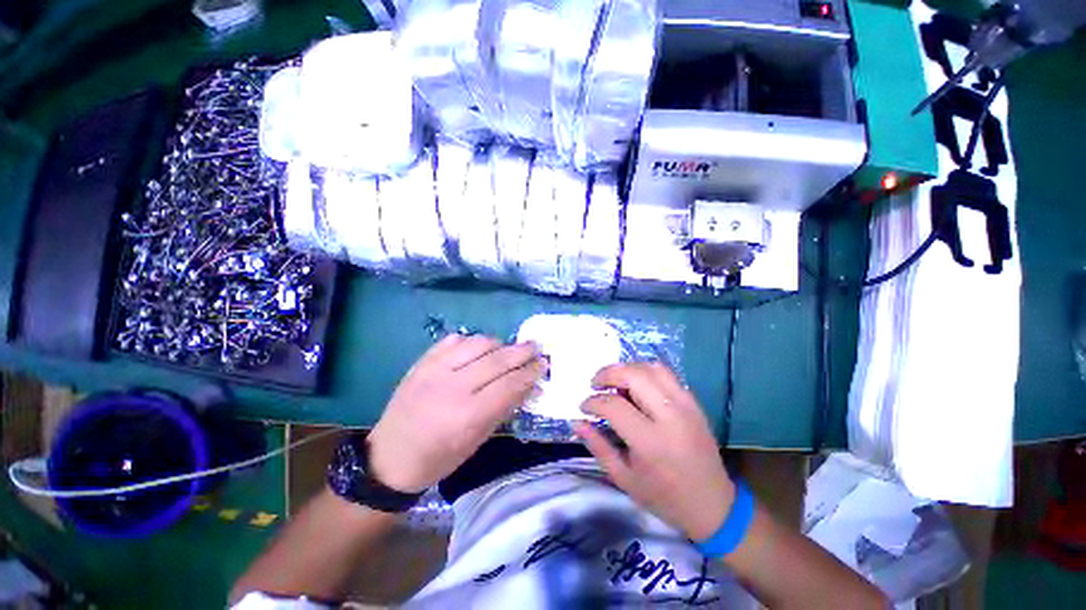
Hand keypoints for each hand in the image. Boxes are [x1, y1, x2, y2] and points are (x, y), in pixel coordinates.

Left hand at [368, 334, 546, 492]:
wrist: (390, 458)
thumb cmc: (439, 458)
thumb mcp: (477, 440)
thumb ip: (504, 408)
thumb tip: (528, 386)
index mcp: (467, 415)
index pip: (509, 384)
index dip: (530, 372)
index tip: (543, 364)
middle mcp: (452, 387)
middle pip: (497, 360)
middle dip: (521, 351)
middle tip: (535, 347)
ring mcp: (434, 370)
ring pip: (477, 343)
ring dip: (498, 343)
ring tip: (507, 349)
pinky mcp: (421, 362)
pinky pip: (453, 340)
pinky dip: (471, 341)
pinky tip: (477, 349)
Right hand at [574, 363, 734, 540]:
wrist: (713, 505)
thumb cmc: (664, 497)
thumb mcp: (624, 478)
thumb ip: (598, 446)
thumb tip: (578, 422)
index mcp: (650, 442)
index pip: (613, 405)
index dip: (592, 402)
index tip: (584, 406)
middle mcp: (670, 416)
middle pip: (633, 375)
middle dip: (607, 374)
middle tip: (595, 384)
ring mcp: (686, 406)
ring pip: (651, 368)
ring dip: (627, 369)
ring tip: (614, 382)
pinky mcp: (694, 403)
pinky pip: (666, 374)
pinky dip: (645, 373)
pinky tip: (636, 386)